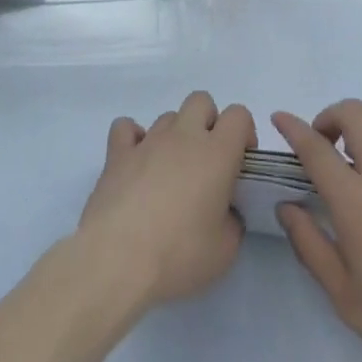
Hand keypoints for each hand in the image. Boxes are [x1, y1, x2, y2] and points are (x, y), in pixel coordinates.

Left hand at [76, 91, 254, 308]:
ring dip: (174, 136)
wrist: (118, 260)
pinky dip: (133, 139)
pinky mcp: (117, 154)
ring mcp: (148, 141)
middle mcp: (183, 136)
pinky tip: (136, 163)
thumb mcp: (225, 251)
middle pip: (201, 102)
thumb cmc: (179, 254)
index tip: (240, 162)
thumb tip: (225, 212)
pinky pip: (125, 128)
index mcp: (216, 153)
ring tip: (170, 173)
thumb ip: (233, 222)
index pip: (238, 115)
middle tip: (207, 163)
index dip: (244, 132)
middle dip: (208, 123)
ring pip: (168, 117)